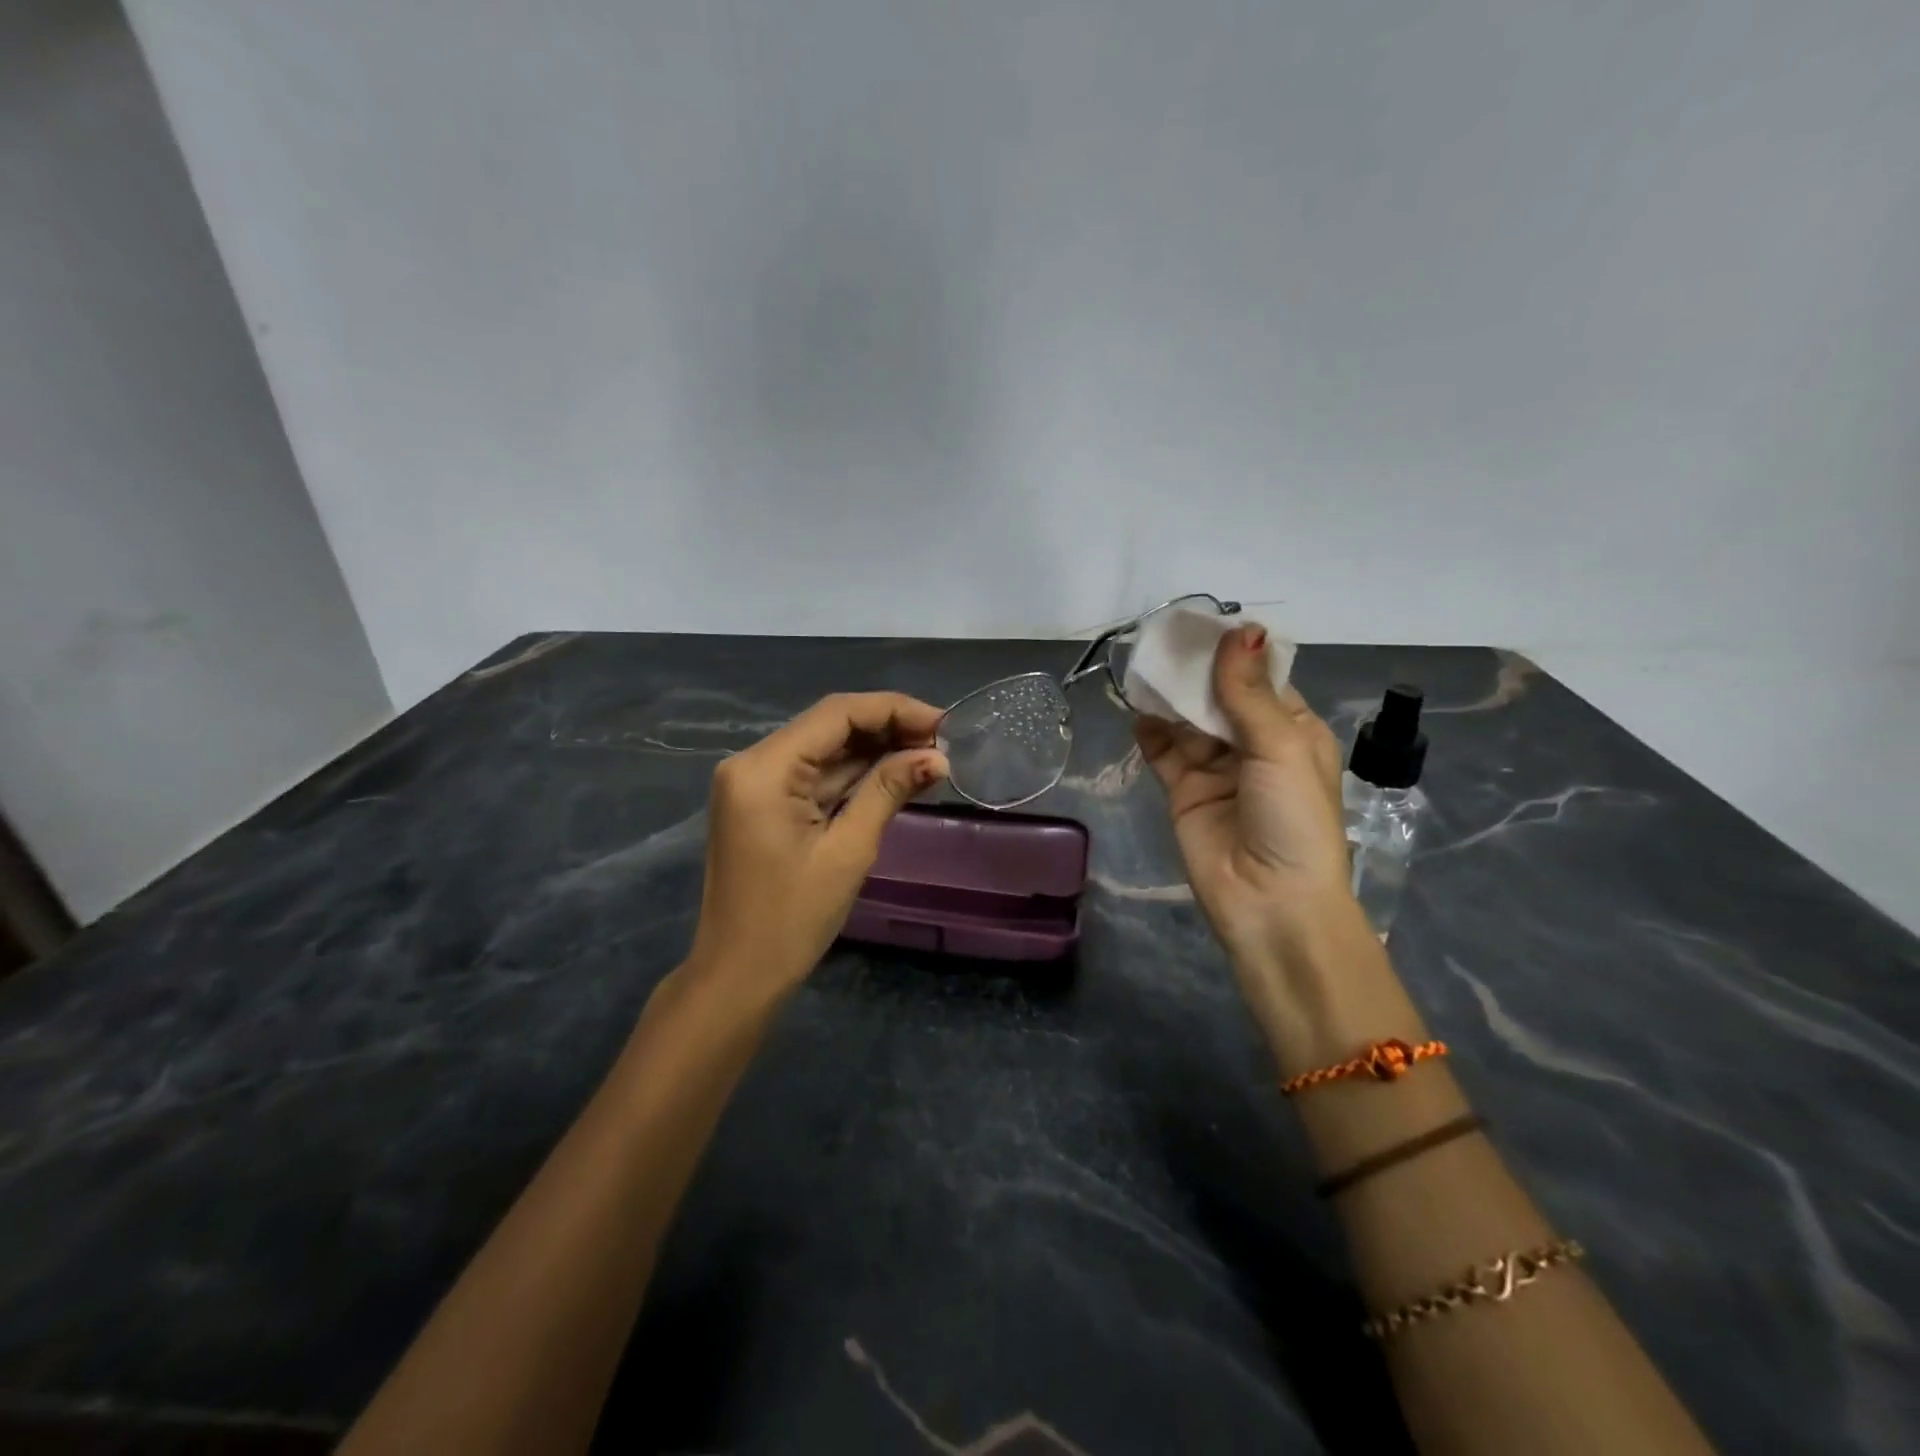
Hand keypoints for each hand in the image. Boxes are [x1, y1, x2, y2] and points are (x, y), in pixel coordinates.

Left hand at [687, 692, 949, 1000]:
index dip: (894, 710)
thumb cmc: (792, 919)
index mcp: (764, 768)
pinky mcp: (765, 803)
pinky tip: (898, 774)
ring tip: (930, 757)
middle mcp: (753, 763)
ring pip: (825, 749)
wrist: (739, 976)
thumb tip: (936, 758)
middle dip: (888, 729)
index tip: (943, 724)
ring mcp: (756, 783)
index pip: (836, 714)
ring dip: (876, 751)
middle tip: (943, 744)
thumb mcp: (848, 850)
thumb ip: (888, 791)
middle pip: (829, 726)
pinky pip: (815, 776)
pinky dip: (855, 775)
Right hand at [1136, 625, 1354, 965]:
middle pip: (1218, 696)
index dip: (1233, 653)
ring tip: (1143, 666)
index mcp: (1291, 731)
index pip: (1260, 680)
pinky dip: (1150, 730)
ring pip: (1187, 721)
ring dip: (1169, 697)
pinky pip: (1163, 752)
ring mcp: (1216, 769)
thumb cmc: (1293, 819)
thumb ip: (1249, 693)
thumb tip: (1242, 629)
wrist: (1270, 903)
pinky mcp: (1183, 792)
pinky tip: (1136, 708)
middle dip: (1194, 671)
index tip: (1200, 624)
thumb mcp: (1281, 748)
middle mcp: (1253, 745)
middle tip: (1161, 639)